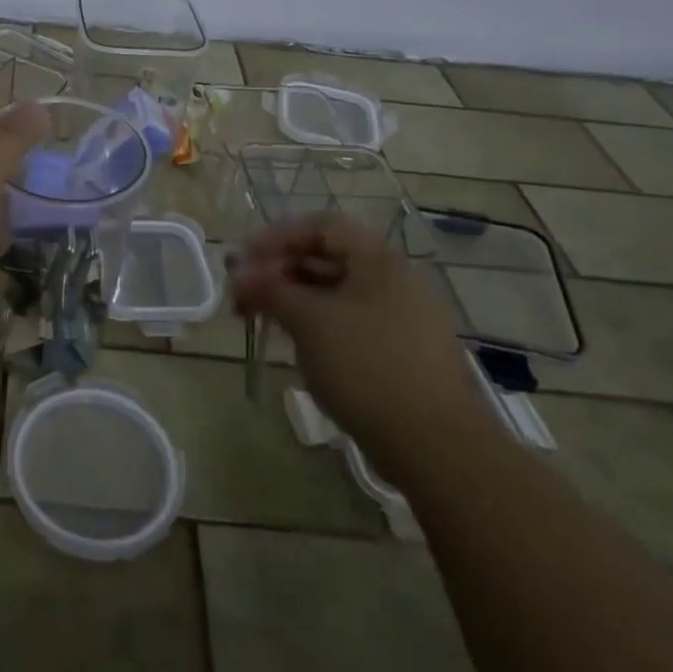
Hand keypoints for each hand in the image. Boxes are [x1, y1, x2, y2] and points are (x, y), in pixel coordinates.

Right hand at [230, 214, 493, 478]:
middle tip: (244, 292)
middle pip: (329, 258)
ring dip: (295, 298)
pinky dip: (318, 323)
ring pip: (337, 293)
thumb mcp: (308, 321)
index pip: (323, 227)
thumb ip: (270, 290)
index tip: (245, 258)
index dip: (279, 236)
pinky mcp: (402, 352)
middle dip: (281, 270)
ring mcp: (402, 318)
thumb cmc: (366, 366)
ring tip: (261, 319)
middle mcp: (395, 280)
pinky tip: (296, 344)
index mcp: (379, 261)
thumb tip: (238, 274)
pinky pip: (351, 321)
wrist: (435, 445)